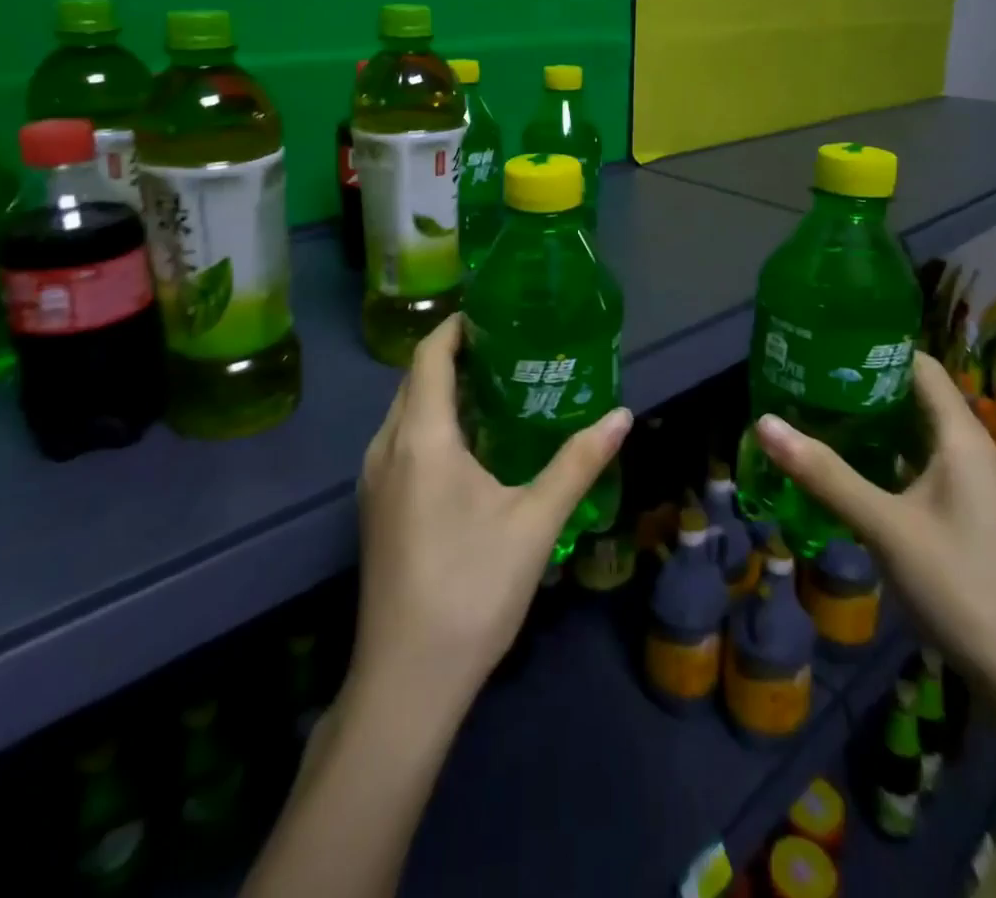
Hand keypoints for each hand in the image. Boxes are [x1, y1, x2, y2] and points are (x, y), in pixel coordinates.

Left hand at [351, 315, 632, 710]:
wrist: (406, 681)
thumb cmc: (472, 588)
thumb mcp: (535, 522)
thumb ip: (578, 462)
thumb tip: (622, 415)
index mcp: (421, 438)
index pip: (430, 356)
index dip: (457, 327)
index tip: (496, 315)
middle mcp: (386, 448)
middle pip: (415, 380)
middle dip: (455, 356)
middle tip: (510, 349)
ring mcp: (373, 480)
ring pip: (405, 412)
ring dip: (442, 391)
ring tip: (496, 389)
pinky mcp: (374, 508)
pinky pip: (401, 441)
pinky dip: (431, 423)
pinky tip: (470, 447)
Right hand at [753, 353, 995, 709]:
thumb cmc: (963, 586)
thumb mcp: (885, 527)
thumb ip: (825, 474)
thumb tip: (765, 422)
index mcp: (963, 439)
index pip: (921, 368)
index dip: (877, 351)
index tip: (826, 346)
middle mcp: (975, 453)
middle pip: (918, 400)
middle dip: (865, 389)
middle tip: (809, 381)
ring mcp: (977, 488)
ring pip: (921, 438)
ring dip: (876, 427)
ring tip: (821, 417)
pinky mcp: (973, 519)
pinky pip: (926, 470)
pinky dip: (891, 461)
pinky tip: (854, 473)